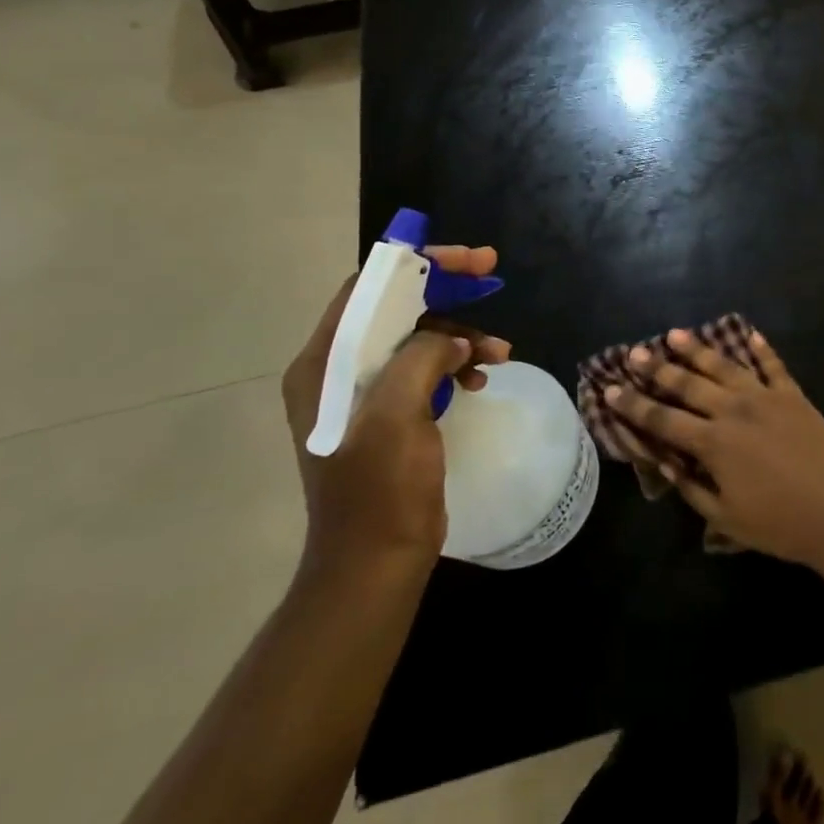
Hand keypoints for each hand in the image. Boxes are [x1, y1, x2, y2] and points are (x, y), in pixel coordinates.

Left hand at [280, 247, 511, 578]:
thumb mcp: (397, 414)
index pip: (367, 289)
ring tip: (500, 351)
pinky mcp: (391, 414)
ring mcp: (365, 394)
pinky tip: (483, 376)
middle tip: (492, 276)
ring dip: (460, 334)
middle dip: (447, 291)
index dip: (416, 265)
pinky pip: (427, 369)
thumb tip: (451, 340)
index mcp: (323, 364)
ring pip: (417, 337)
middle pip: (396, 307)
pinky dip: (457, 364)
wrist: (376, 563)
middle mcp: (338, 371)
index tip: (466, 261)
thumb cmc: (379, 490)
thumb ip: (421, 357)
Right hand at [602, 329, 823, 567]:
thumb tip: (664, 463)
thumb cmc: (780, 525)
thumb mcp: (726, 518)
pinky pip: (773, 365)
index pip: (663, 420)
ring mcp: (766, 397)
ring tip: (675, 333)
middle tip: (635, 352)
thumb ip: (692, 487)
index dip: (634, 406)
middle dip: (658, 368)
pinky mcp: (794, 395)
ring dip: (698, 349)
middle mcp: (734, 410)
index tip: (611, 389)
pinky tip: (749, 333)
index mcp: (714, 443)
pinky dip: (761, 348)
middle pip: (688, 384)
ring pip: (725, 365)